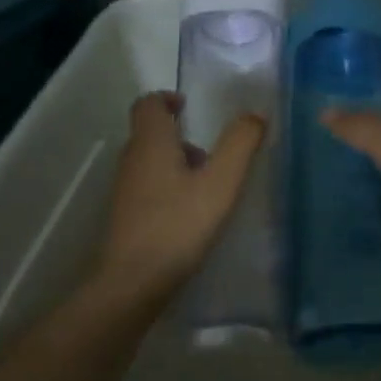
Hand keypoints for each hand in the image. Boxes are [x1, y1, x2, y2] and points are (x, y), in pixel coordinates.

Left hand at [97, 92, 266, 302]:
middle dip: (179, 135)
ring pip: (150, 162)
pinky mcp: (125, 216)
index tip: (189, 106)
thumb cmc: (178, 225)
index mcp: (151, 143)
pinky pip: (147, 188)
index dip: (167, 98)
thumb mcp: (221, 183)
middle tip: (211, 153)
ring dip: (176, 164)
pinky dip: (168, 188)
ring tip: (207, 186)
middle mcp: (132, 160)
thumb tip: (255, 114)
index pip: (148, 104)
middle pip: (149, 133)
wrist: (133, 282)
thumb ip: (240, 144)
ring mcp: (124, 190)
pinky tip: (190, 214)